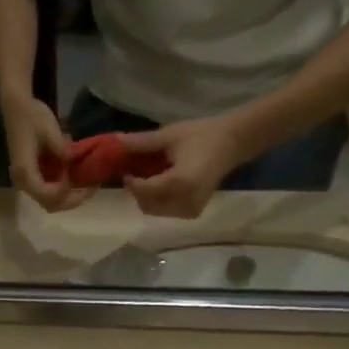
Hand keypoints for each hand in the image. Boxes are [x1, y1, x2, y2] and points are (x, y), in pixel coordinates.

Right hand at [0, 92, 95, 211]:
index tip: (83, 183)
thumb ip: (62, 150)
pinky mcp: (33, 177)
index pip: (47, 195)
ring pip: (50, 201)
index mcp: (25, 171)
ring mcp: (28, 181)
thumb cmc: (31, 116)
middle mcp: (24, 182)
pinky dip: (65, 191)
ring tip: (88, 187)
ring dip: (69, 198)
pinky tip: (78, 181)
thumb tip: (75, 163)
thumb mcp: (50, 130)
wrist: (17, 107)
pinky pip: (49, 192)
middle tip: (92, 189)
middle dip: (72, 200)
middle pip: (49, 204)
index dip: (66, 194)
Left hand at [119, 118, 246, 217]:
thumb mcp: (170, 136)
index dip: (131, 183)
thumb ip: (142, 142)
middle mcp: (185, 201)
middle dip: (138, 192)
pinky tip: (163, 186)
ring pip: (155, 211)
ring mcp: (190, 210)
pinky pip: (167, 212)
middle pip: (148, 205)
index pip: (145, 191)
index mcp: (180, 182)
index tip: (125, 172)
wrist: (232, 143)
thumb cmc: (202, 135)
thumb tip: (115, 142)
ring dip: (147, 198)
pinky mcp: (193, 212)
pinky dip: (159, 201)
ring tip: (150, 179)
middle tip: (136, 175)